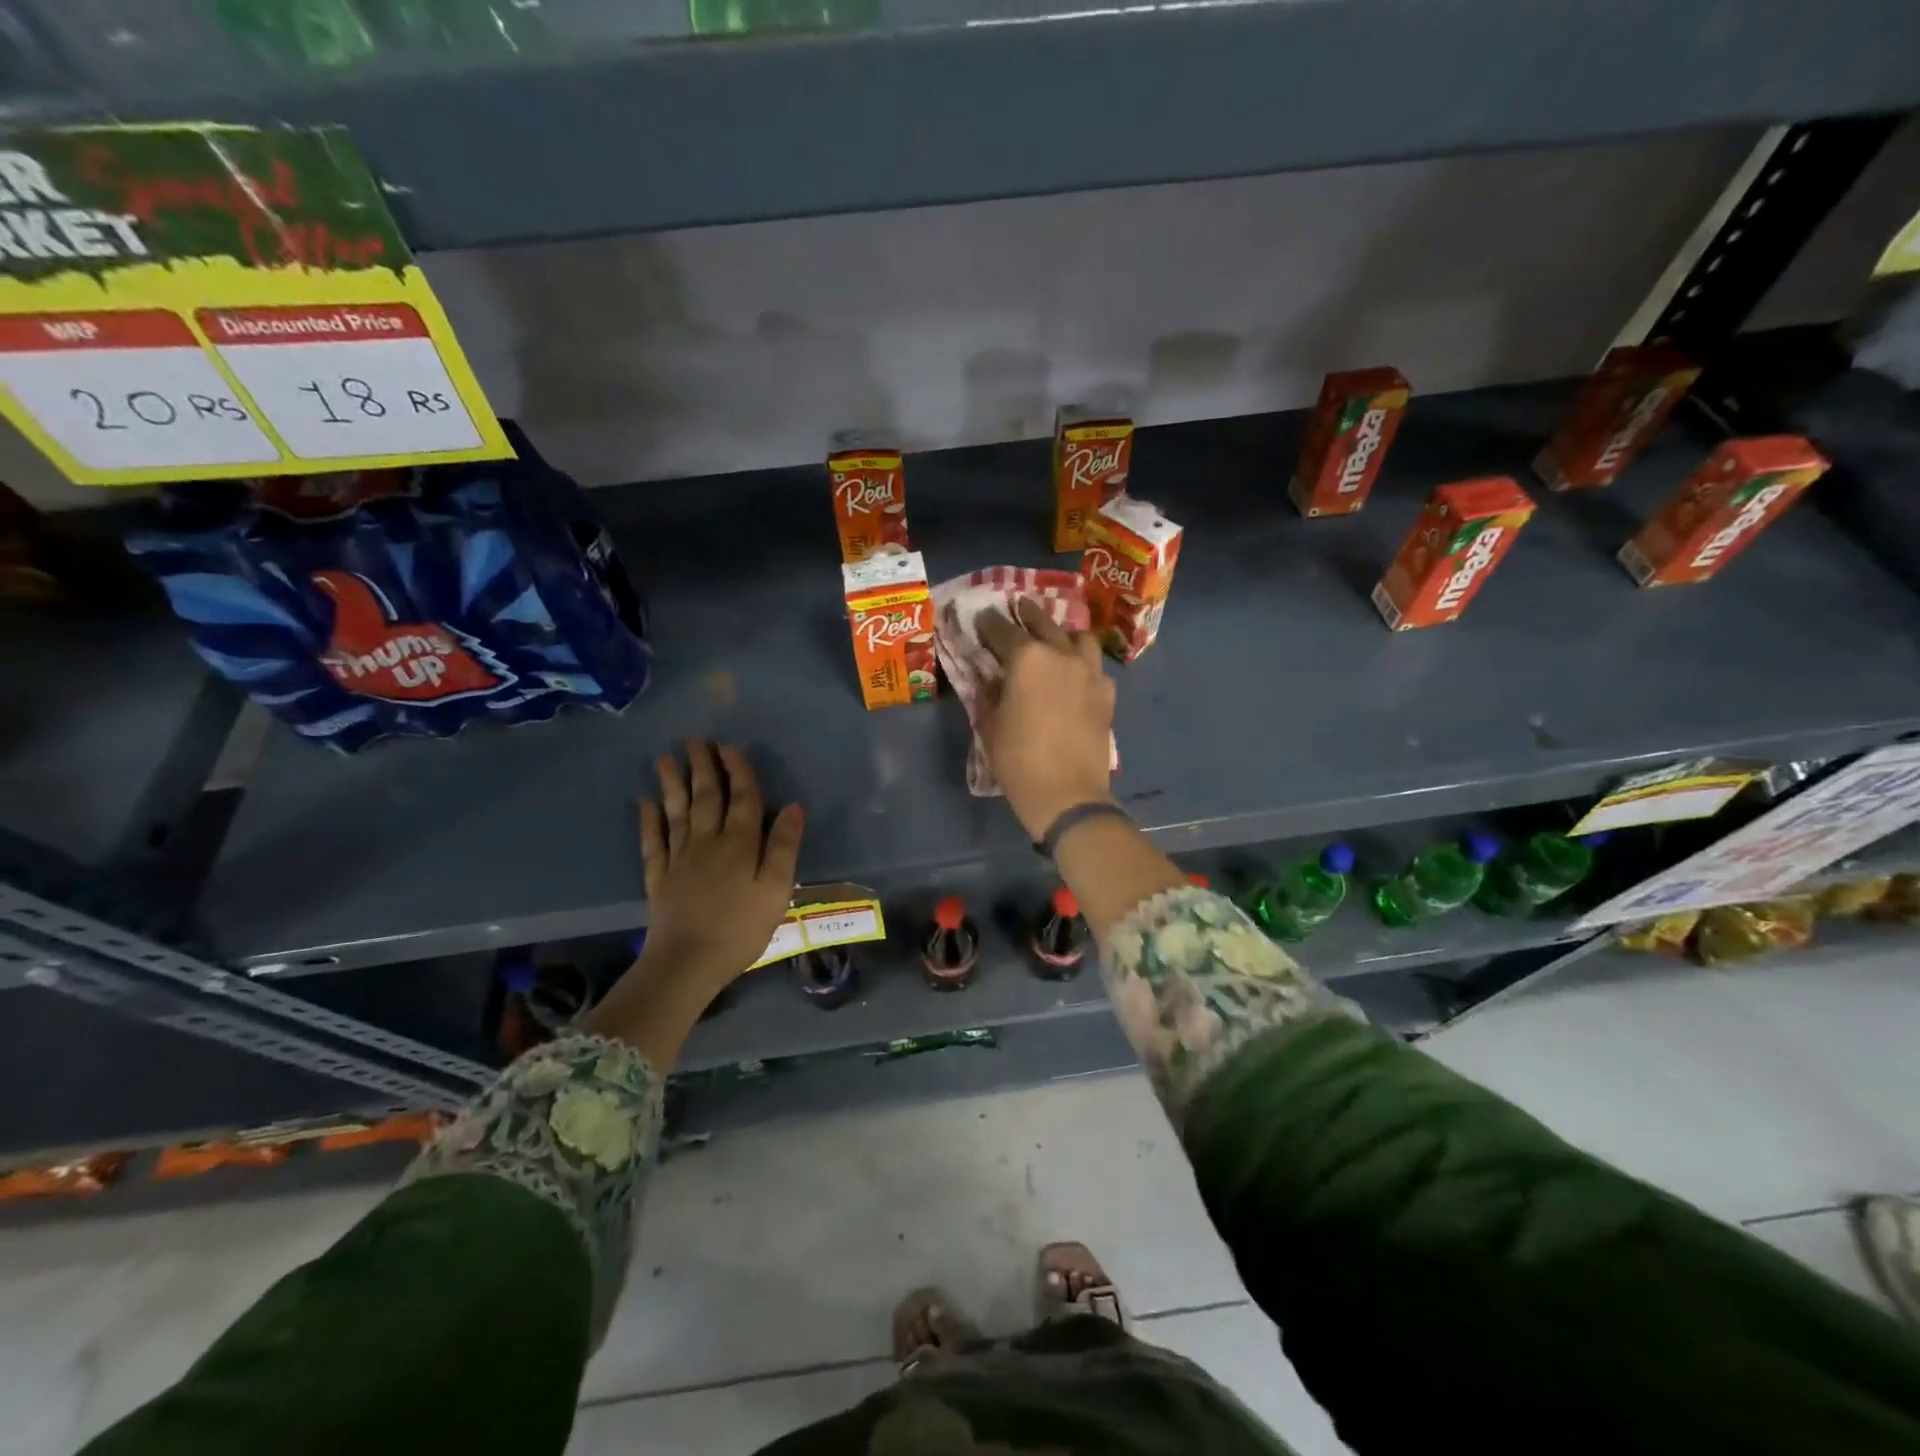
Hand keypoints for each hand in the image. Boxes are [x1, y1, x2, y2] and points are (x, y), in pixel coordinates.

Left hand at [635, 740, 804, 993]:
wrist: (687, 963)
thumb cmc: (741, 928)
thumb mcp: (776, 889)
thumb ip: (784, 847)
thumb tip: (793, 807)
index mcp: (739, 844)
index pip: (742, 799)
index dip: (738, 771)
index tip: (729, 746)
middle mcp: (707, 842)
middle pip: (706, 797)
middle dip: (703, 767)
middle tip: (695, 740)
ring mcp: (679, 858)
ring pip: (677, 812)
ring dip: (673, 784)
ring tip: (666, 758)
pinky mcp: (658, 878)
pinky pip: (653, 842)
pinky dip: (648, 821)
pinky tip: (644, 804)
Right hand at [975, 597, 1116, 840]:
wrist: (1067, 793)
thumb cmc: (1018, 760)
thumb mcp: (990, 724)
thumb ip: (988, 692)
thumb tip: (988, 676)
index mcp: (1027, 658)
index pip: (1003, 630)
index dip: (988, 624)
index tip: (981, 618)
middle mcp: (1061, 655)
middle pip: (1044, 624)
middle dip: (1028, 614)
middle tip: (1019, 607)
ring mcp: (1090, 673)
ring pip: (1080, 639)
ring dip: (1064, 634)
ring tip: (1055, 638)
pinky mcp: (1107, 694)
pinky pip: (1096, 668)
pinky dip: (1084, 665)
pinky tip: (1076, 676)